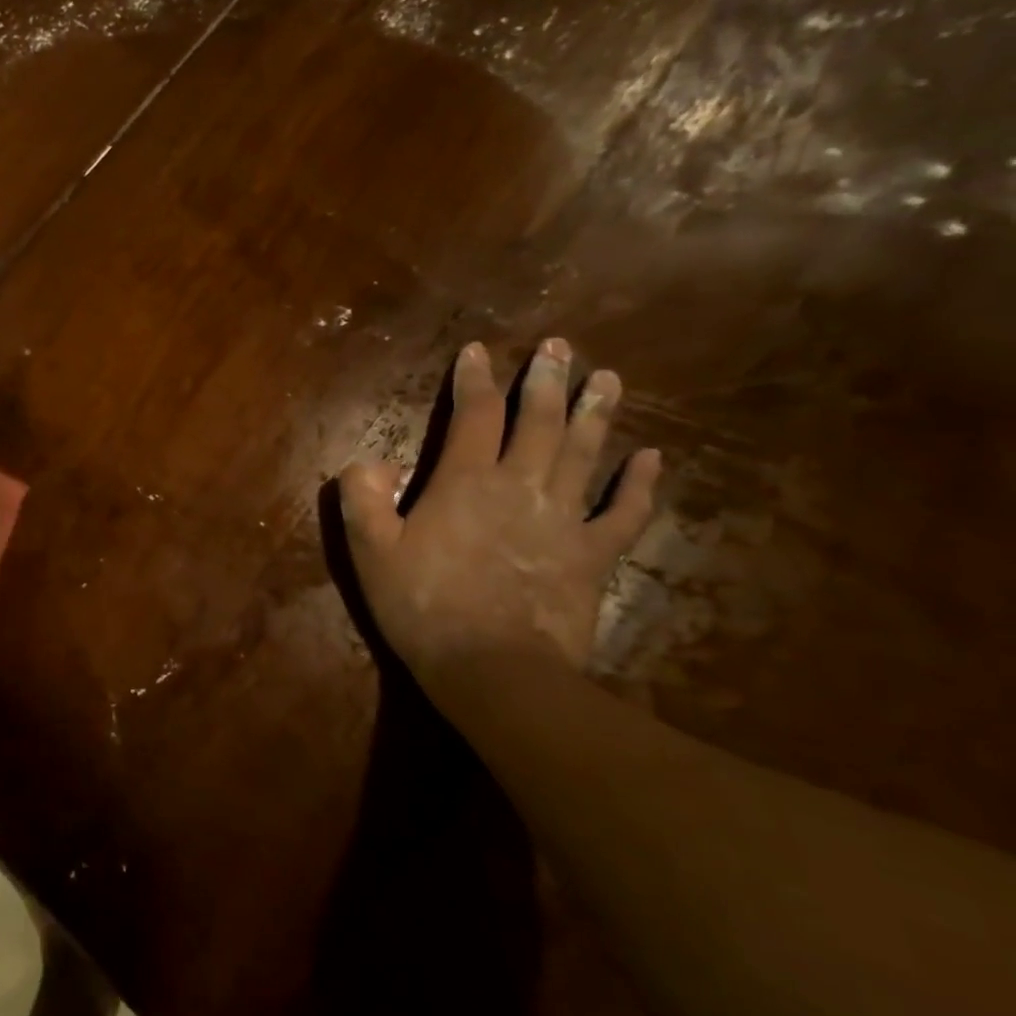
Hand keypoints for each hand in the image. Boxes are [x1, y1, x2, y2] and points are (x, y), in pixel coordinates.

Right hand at [340, 339, 659, 692]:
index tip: (477, 350)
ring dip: (597, 413)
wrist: (492, 668)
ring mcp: (564, 519)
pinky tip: (652, 458)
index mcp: (465, 481)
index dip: (474, 378)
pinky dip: (639, 484)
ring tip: (607, 378)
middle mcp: (520, 486)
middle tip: (557, 348)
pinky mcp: (593, 555)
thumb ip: (362, 497)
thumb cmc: (423, 605)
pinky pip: (623, 512)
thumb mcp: (369, 550)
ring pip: (586, 453)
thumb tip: (370, 461)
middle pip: (539, 421)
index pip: (473, 414)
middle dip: (546, 380)